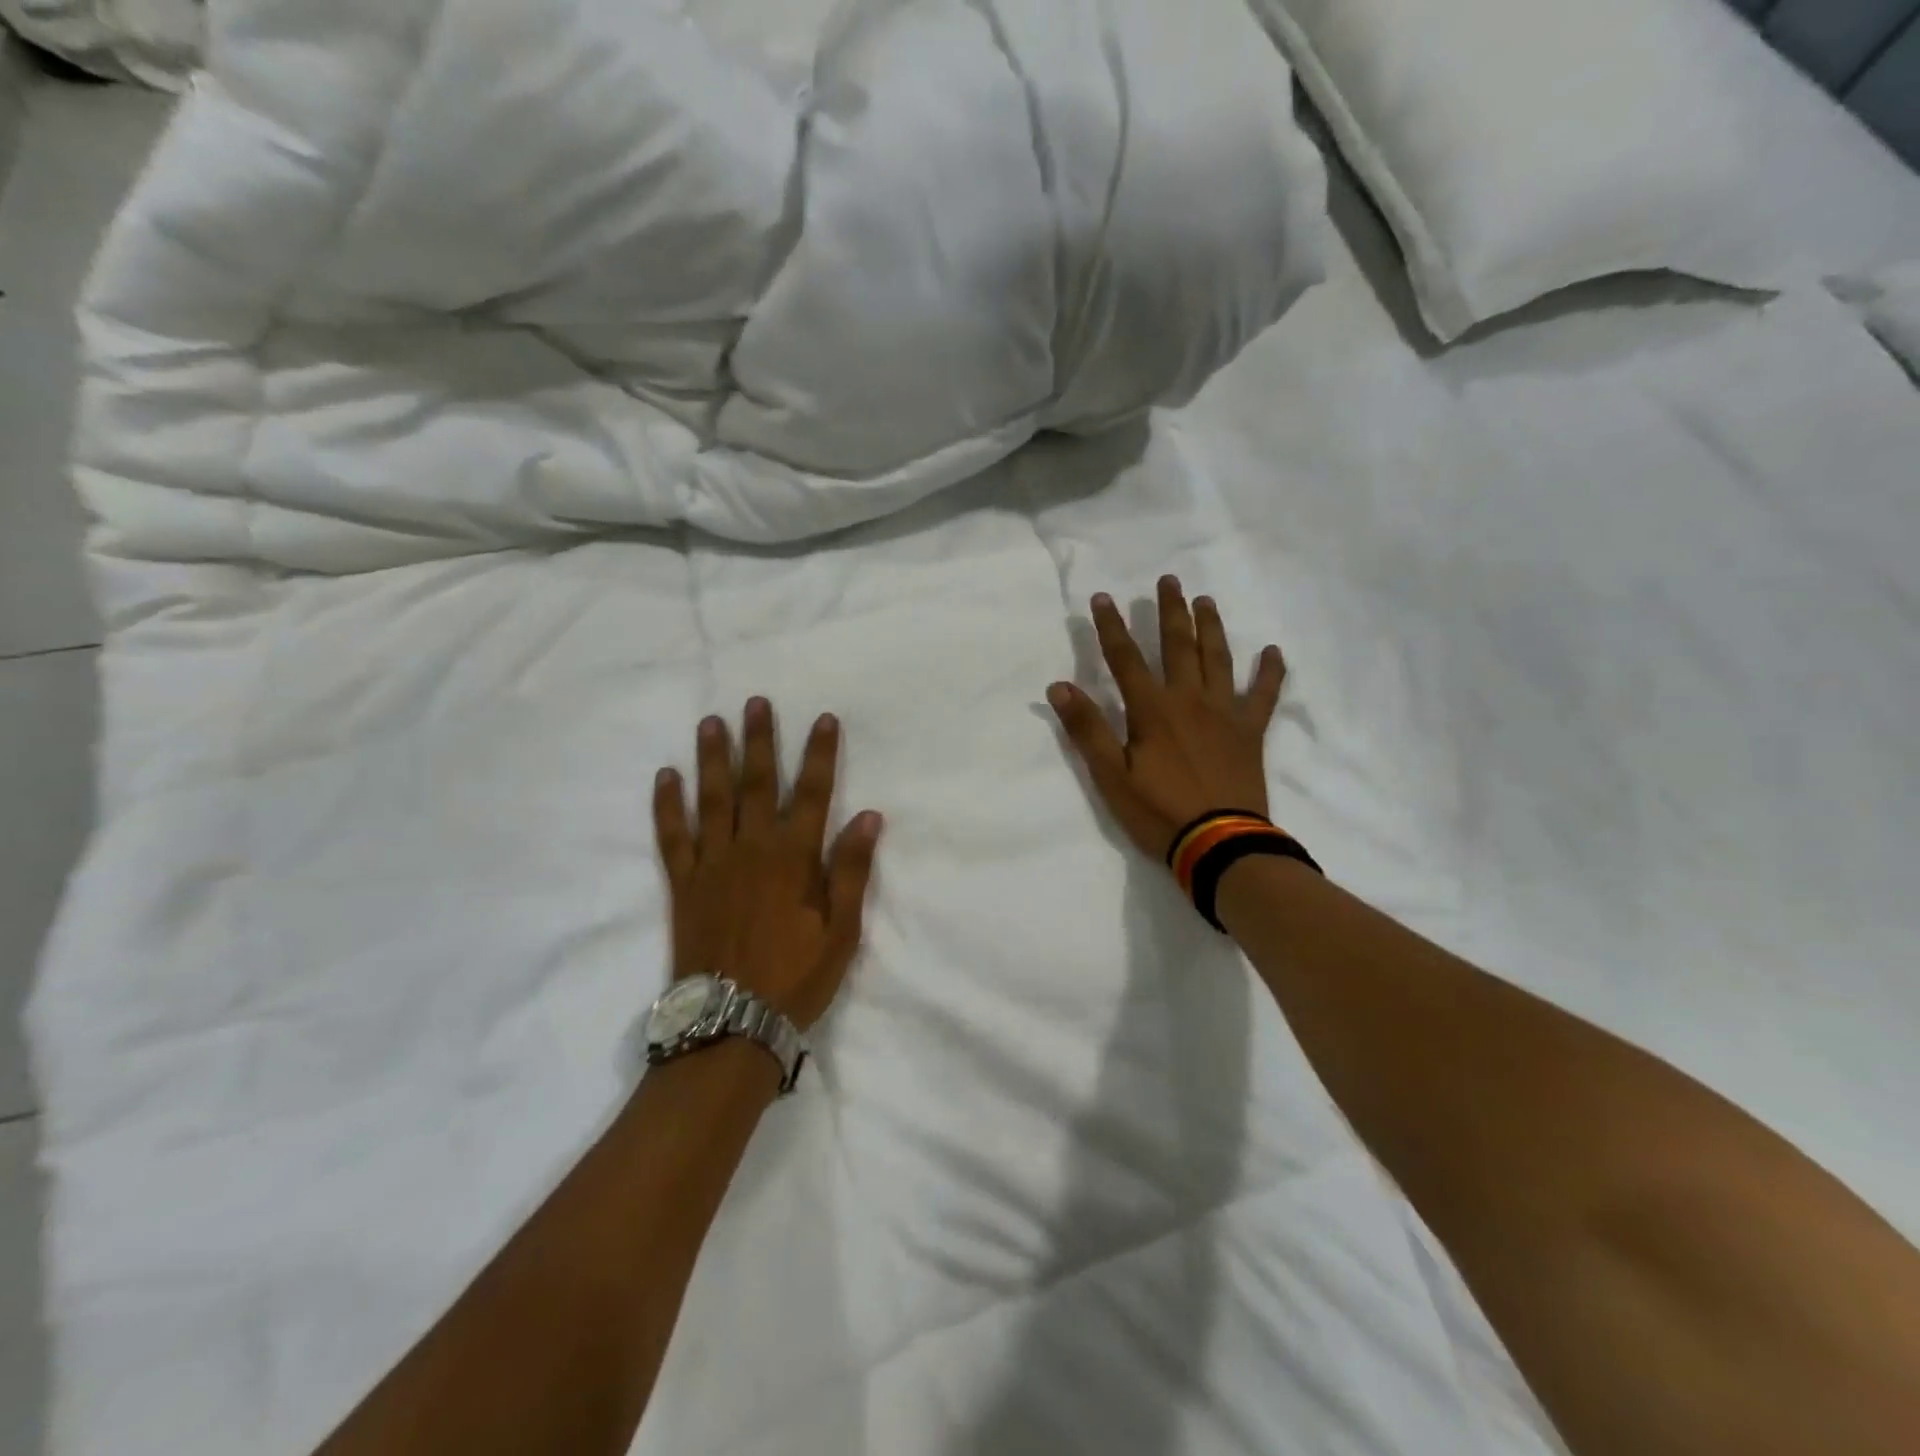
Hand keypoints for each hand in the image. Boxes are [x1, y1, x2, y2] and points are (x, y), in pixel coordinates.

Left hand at [653, 700, 882, 1029]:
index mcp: (793, 858)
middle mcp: (751, 849)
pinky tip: (666, 776)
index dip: (820, 754)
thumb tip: (871, 816)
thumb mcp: (841, 931)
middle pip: (757, 784)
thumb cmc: (796, 977)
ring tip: (711, 722)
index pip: (812, 793)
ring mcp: (712, 864)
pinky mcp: (683, 884)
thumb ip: (851, 870)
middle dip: (759, 740)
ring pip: (712, 799)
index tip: (823, 719)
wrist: (731, 1023)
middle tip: (756, 701)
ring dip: (712, 758)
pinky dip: (668, 805)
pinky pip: (673, 836)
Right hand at [1048, 576, 1285, 863]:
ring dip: (1211, 628)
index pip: (1125, 658)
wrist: (1220, 843)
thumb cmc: (1158, 812)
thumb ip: (1087, 729)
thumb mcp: (1110, 776)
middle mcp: (1189, 699)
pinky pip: (1263, 695)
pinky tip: (1272, 651)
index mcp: (1152, 710)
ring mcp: (1224, 713)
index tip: (1103, 598)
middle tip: (1169, 580)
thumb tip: (1059, 686)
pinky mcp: (1250, 732)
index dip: (1111, 627)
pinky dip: (1269, 673)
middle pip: (1178, 646)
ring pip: (1218, 659)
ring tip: (1206, 601)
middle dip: (1170, 611)